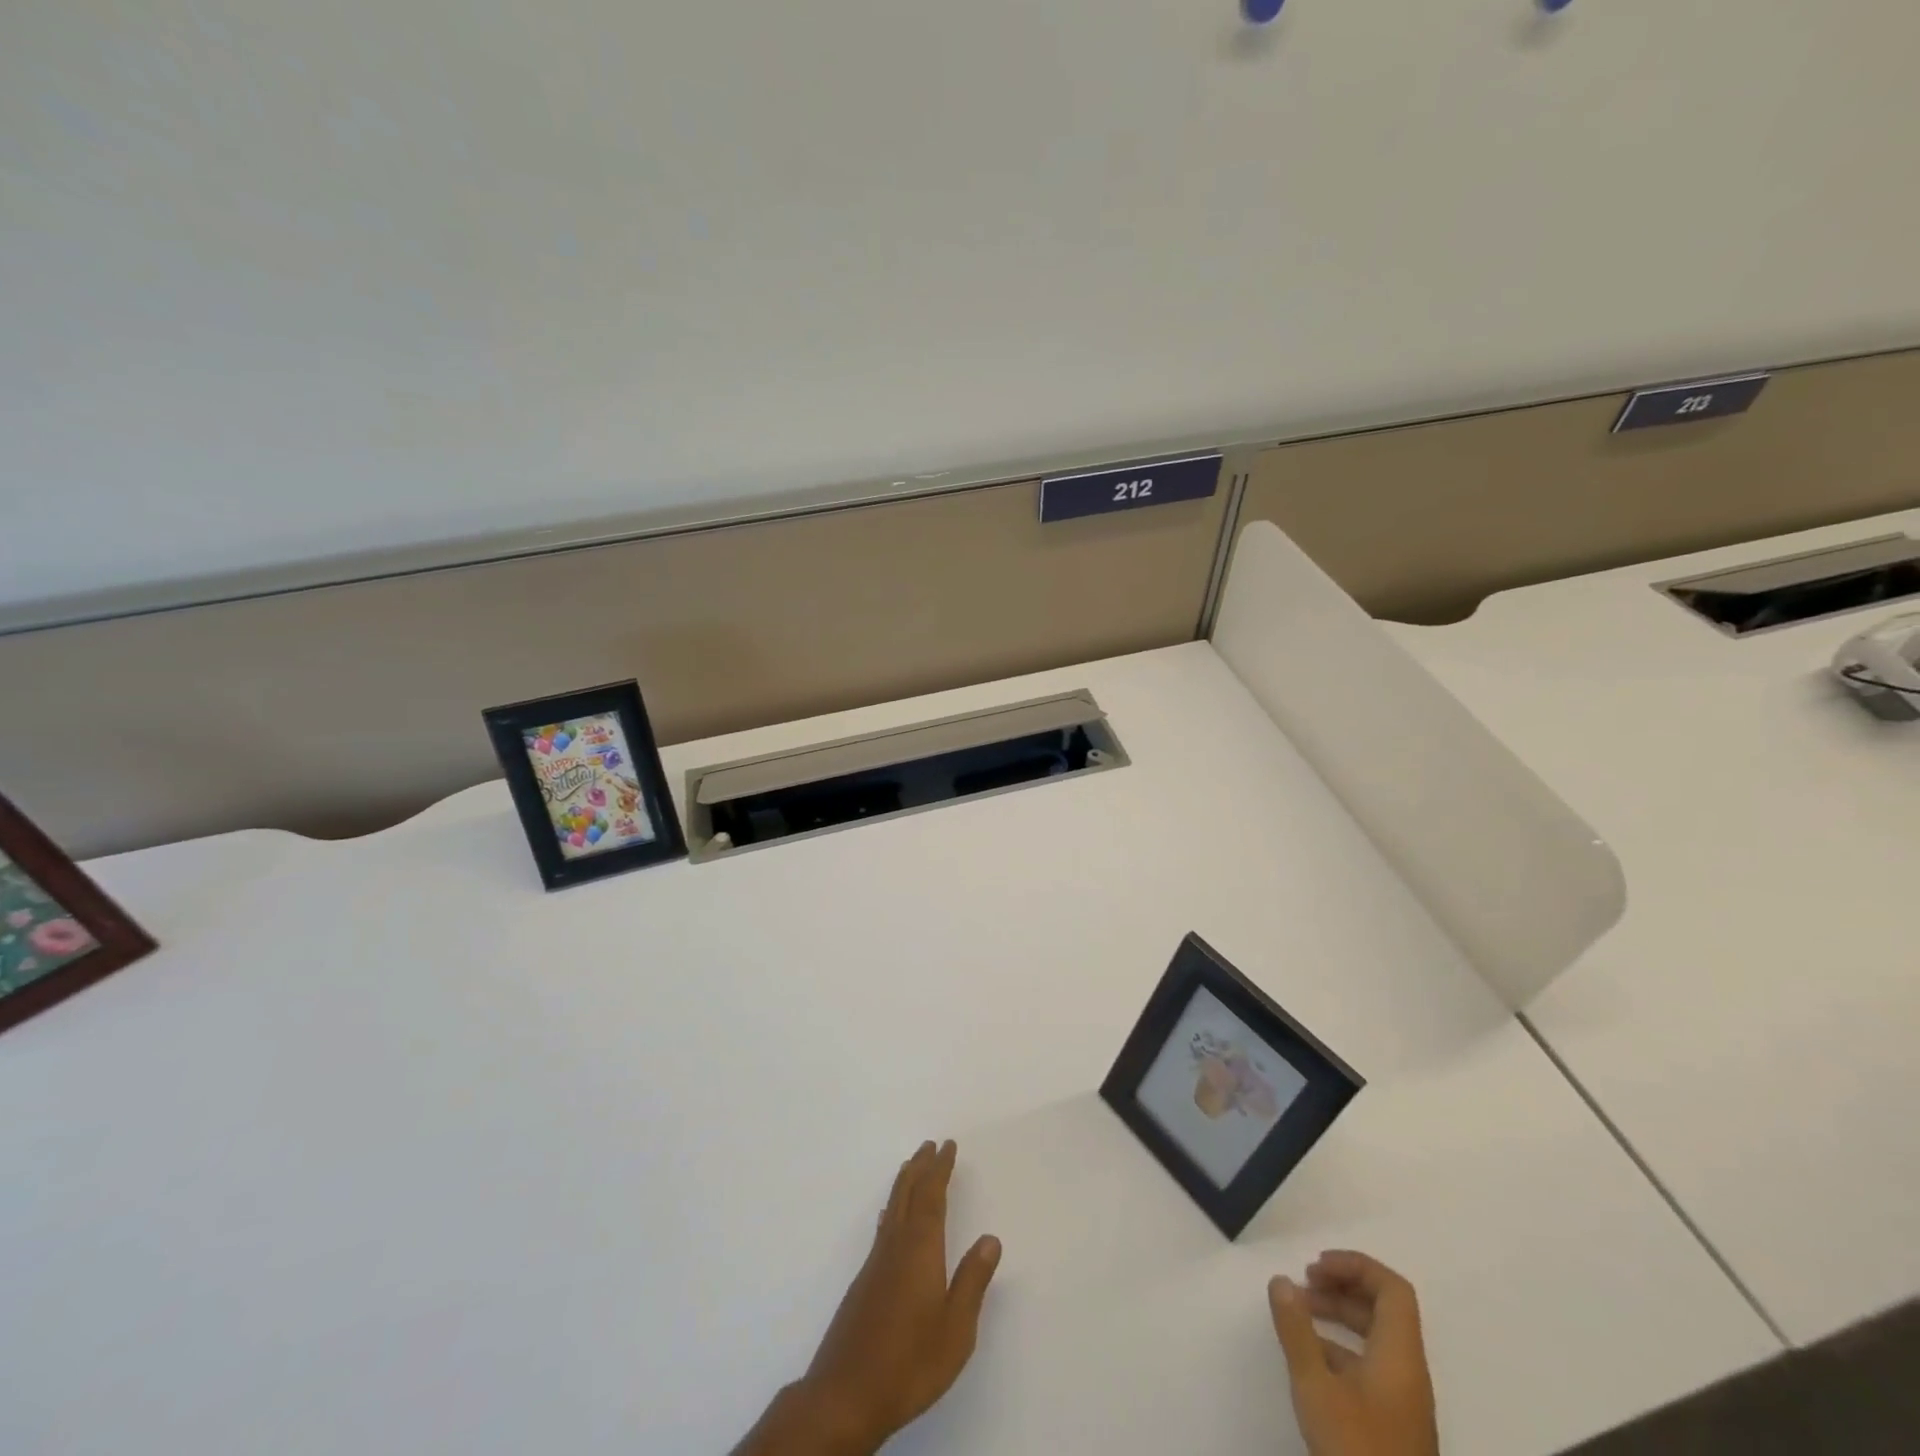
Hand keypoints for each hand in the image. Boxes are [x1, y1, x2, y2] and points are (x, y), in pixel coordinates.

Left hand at [734, 1140, 1001, 1455]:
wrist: (846, 1395)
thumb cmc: (909, 1362)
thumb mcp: (955, 1328)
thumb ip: (972, 1281)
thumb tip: (990, 1238)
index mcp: (920, 1249)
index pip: (932, 1196)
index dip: (940, 1169)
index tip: (948, 1146)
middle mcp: (895, 1246)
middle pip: (907, 1194)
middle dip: (920, 1167)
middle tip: (930, 1145)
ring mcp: (875, 1264)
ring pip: (892, 1208)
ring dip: (904, 1183)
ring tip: (911, 1167)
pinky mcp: (863, 1284)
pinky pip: (882, 1228)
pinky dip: (892, 1209)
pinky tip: (889, 1218)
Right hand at [1268, 1251, 1438, 1455]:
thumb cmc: (1356, 1450)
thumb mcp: (1316, 1386)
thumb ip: (1296, 1330)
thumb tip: (1281, 1280)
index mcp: (1400, 1356)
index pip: (1392, 1289)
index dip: (1356, 1266)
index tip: (1316, 1266)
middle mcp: (1408, 1373)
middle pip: (1383, 1310)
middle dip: (1341, 1287)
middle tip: (1302, 1285)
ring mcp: (1403, 1402)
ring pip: (1375, 1338)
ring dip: (1338, 1317)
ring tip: (1299, 1316)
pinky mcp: (1393, 1425)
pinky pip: (1370, 1366)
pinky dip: (1340, 1348)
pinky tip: (1310, 1360)